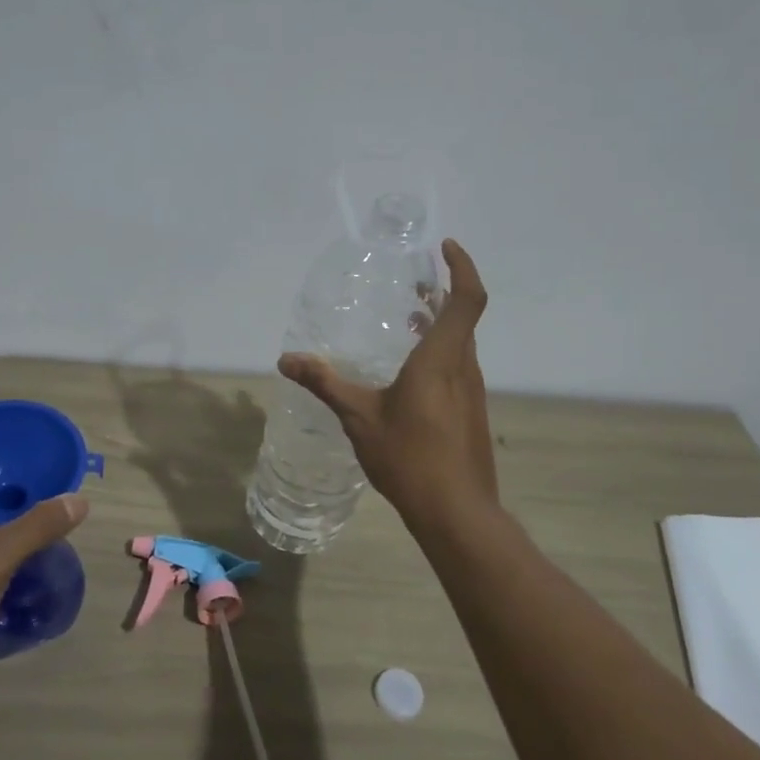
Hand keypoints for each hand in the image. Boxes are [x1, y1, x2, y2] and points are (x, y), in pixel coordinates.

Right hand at [278, 239, 496, 529]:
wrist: (456, 511)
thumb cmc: (408, 456)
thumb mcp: (358, 416)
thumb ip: (324, 383)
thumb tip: (286, 360)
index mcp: (441, 359)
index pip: (467, 299)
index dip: (461, 267)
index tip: (444, 247)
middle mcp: (464, 368)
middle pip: (464, 317)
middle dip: (443, 292)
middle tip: (414, 281)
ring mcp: (472, 392)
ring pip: (461, 343)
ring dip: (441, 324)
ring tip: (410, 318)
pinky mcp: (471, 413)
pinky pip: (458, 367)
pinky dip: (440, 352)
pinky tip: (411, 373)